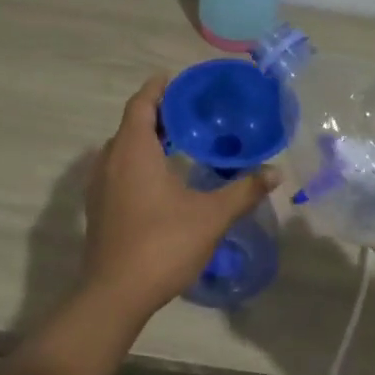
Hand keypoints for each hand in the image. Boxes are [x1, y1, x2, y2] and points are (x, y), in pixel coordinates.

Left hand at [79, 74, 277, 321]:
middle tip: (190, 111)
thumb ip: (244, 191)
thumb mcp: (211, 216)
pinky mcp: (98, 207)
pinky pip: (118, 168)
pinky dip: (138, 160)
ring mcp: (100, 185)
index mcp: (133, 151)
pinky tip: (161, 178)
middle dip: (157, 113)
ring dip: (146, 138)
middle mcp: (110, 160)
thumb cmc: (162, 245)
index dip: (157, 88)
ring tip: (179, 140)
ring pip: (122, 148)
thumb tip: (275, 172)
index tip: (176, 79)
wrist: (115, 294)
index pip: (141, 104)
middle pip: (131, 124)